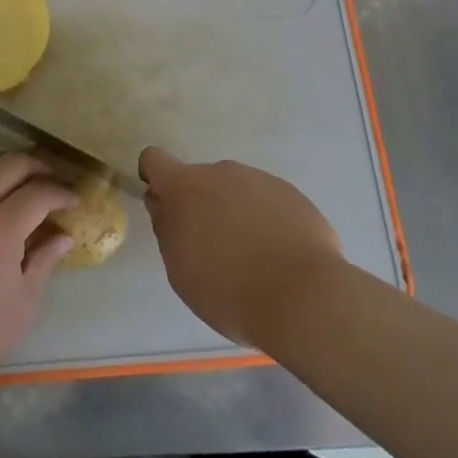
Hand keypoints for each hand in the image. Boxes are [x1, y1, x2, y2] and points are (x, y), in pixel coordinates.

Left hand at [0, 152, 78, 370]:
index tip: (74, 201)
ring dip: (8, 165)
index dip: (62, 193)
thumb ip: (45, 259)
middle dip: (39, 167)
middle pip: (12, 164)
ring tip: (23, 181)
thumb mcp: (24, 301)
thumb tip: (64, 236)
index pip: (40, 192)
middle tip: (53, 182)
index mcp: (1, 227)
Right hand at [139, 147, 345, 347]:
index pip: (155, 160)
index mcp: (186, 187)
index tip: (165, 208)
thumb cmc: (228, 290)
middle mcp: (222, 172)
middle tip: (214, 250)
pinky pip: (267, 201)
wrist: (303, 298)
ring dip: (235, 213)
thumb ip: (167, 229)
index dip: (154, 179)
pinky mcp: (291, 193)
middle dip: (201, 206)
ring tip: (253, 259)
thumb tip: (164, 205)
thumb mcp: (180, 270)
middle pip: (200, 180)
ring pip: (236, 190)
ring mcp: (260, 179)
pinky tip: (279, 257)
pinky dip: (266, 221)